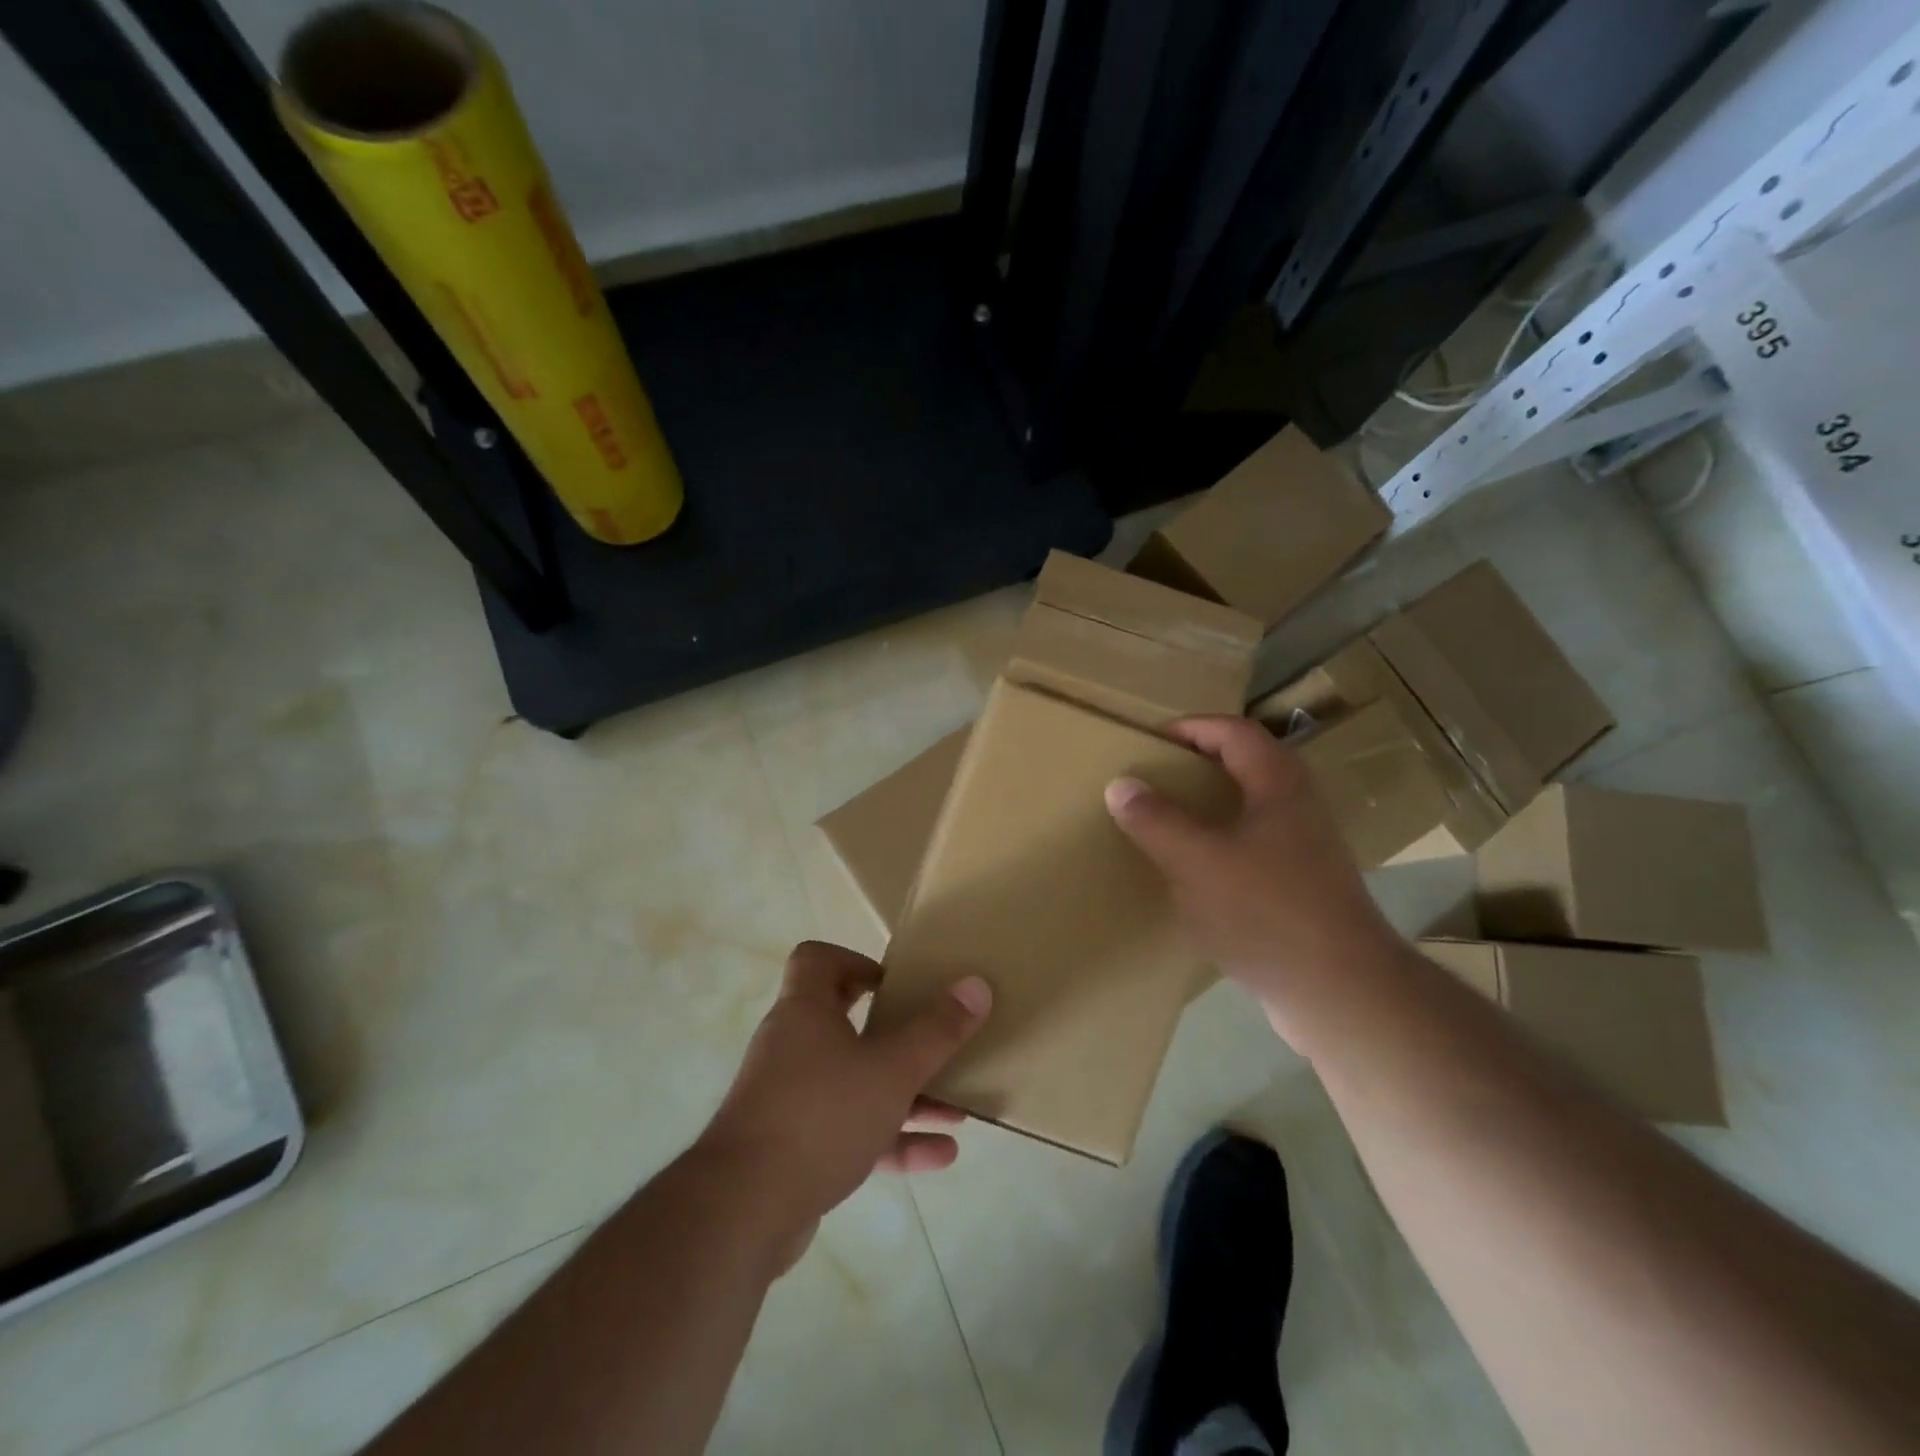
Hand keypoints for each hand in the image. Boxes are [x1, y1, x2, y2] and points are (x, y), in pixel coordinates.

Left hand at [695, 941, 990, 1266]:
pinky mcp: (794, 1148)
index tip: (893, 985)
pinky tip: (940, 1155)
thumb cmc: (821, 1115)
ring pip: (854, 1082)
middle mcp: (792, 1046)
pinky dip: (890, 1138)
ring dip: (903, 1094)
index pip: (817, 960)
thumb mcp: (892, 1069)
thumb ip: (937, 1031)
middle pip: (842, 1020)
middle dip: (892, 1032)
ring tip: (956, 1108)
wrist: (743, 1211)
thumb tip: (977, 985)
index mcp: (805, 1011)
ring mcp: (790, 1099)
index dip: (854, 961)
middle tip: (928, 1037)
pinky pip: (849, 1130)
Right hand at [1104, 715, 1397, 1043]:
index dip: (1193, 727)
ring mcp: (1307, 852)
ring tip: (1169, 822)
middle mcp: (1299, 809)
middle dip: (1201, 764)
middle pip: (1249, 766)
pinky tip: (1197, 876)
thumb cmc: (1266, 911)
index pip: (1235, 732)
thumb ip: (1156, 820)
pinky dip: (1223, 846)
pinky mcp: (1305, 890)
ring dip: (1212, 807)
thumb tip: (1121, 784)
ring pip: (1253, 810)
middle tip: (1158, 776)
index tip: (1152, 739)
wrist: (1340, 992)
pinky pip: (1256, 849)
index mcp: (1279, 786)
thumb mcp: (1196, 861)